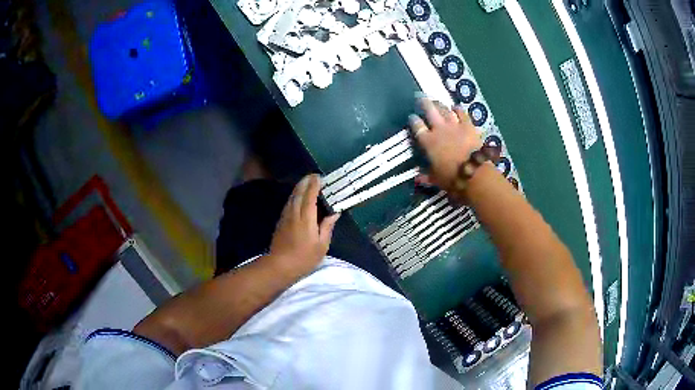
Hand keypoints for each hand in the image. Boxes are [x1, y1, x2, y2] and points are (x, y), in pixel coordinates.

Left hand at [269, 174, 340, 277]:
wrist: (280, 265)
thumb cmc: (304, 257)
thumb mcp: (321, 245)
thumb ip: (327, 227)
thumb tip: (334, 213)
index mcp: (306, 218)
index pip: (310, 196)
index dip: (314, 185)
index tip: (319, 177)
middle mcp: (294, 213)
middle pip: (299, 193)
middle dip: (305, 182)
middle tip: (313, 176)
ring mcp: (285, 217)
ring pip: (292, 197)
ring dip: (299, 188)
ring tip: (306, 182)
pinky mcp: (281, 222)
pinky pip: (288, 203)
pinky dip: (294, 196)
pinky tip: (297, 197)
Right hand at [409, 98, 481, 192]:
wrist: (473, 173)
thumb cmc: (451, 178)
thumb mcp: (435, 179)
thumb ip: (426, 176)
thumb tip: (417, 178)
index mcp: (428, 142)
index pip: (417, 127)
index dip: (414, 121)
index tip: (412, 117)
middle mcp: (439, 129)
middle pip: (429, 110)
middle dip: (424, 103)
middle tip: (421, 97)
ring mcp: (454, 125)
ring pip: (444, 110)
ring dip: (440, 105)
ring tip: (437, 101)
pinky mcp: (468, 125)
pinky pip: (462, 113)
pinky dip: (458, 110)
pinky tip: (456, 108)